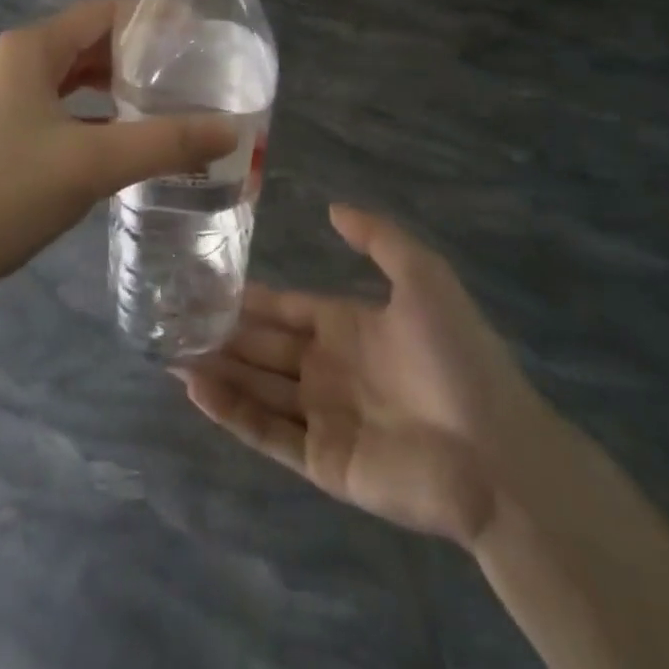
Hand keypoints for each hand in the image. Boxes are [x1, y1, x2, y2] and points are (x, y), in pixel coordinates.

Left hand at [0, 0, 236, 294]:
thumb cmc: (5, 192)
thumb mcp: (92, 164)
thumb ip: (165, 143)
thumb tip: (232, 130)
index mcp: (33, 47)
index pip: (106, 10)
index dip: (155, 18)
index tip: (203, 37)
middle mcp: (19, 60)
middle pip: (93, 41)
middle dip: (144, 56)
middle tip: (197, 75)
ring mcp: (8, 96)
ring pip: (78, 77)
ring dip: (121, 87)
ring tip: (173, 103)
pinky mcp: (6, 129)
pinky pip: (64, 107)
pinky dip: (98, 114)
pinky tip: (129, 137)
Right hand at [177, 205, 553, 548]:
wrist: (498, 454)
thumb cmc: (457, 358)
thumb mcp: (423, 277)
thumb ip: (378, 237)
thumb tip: (333, 207)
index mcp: (348, 328)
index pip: (286, 309)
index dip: (249, 299)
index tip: (205, 283)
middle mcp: (329, 370)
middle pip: (264, 348)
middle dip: (222, 334)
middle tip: (172, 319)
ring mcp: (324, 417)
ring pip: (258, 388)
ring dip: (217, 370)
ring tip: (170, 351)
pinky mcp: (323, 461)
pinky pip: (268, 432)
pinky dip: (231, 412)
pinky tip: (196, 389)